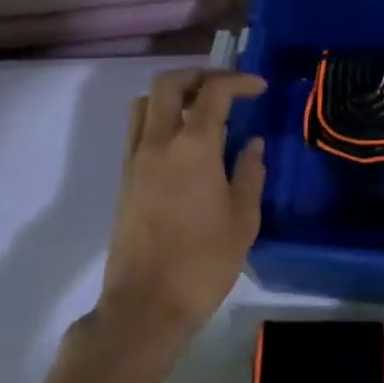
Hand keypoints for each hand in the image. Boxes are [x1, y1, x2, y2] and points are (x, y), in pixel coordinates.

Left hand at [98, 68, 266, 347]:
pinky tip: (183, 145)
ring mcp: (136, 160)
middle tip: (226, 88)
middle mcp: (158, 143)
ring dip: (173, 95)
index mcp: (193, 148)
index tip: (259, 88)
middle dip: (200, 75)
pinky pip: (137, 131)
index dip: (238, 81)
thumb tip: (252, 145)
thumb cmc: (203, 263)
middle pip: (169, 84)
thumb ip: (249, 174)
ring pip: (145, 103)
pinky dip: (159, 119)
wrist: (144, 307)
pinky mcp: (124, 180)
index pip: (213, 92)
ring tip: (200, 111)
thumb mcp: (243, 220)